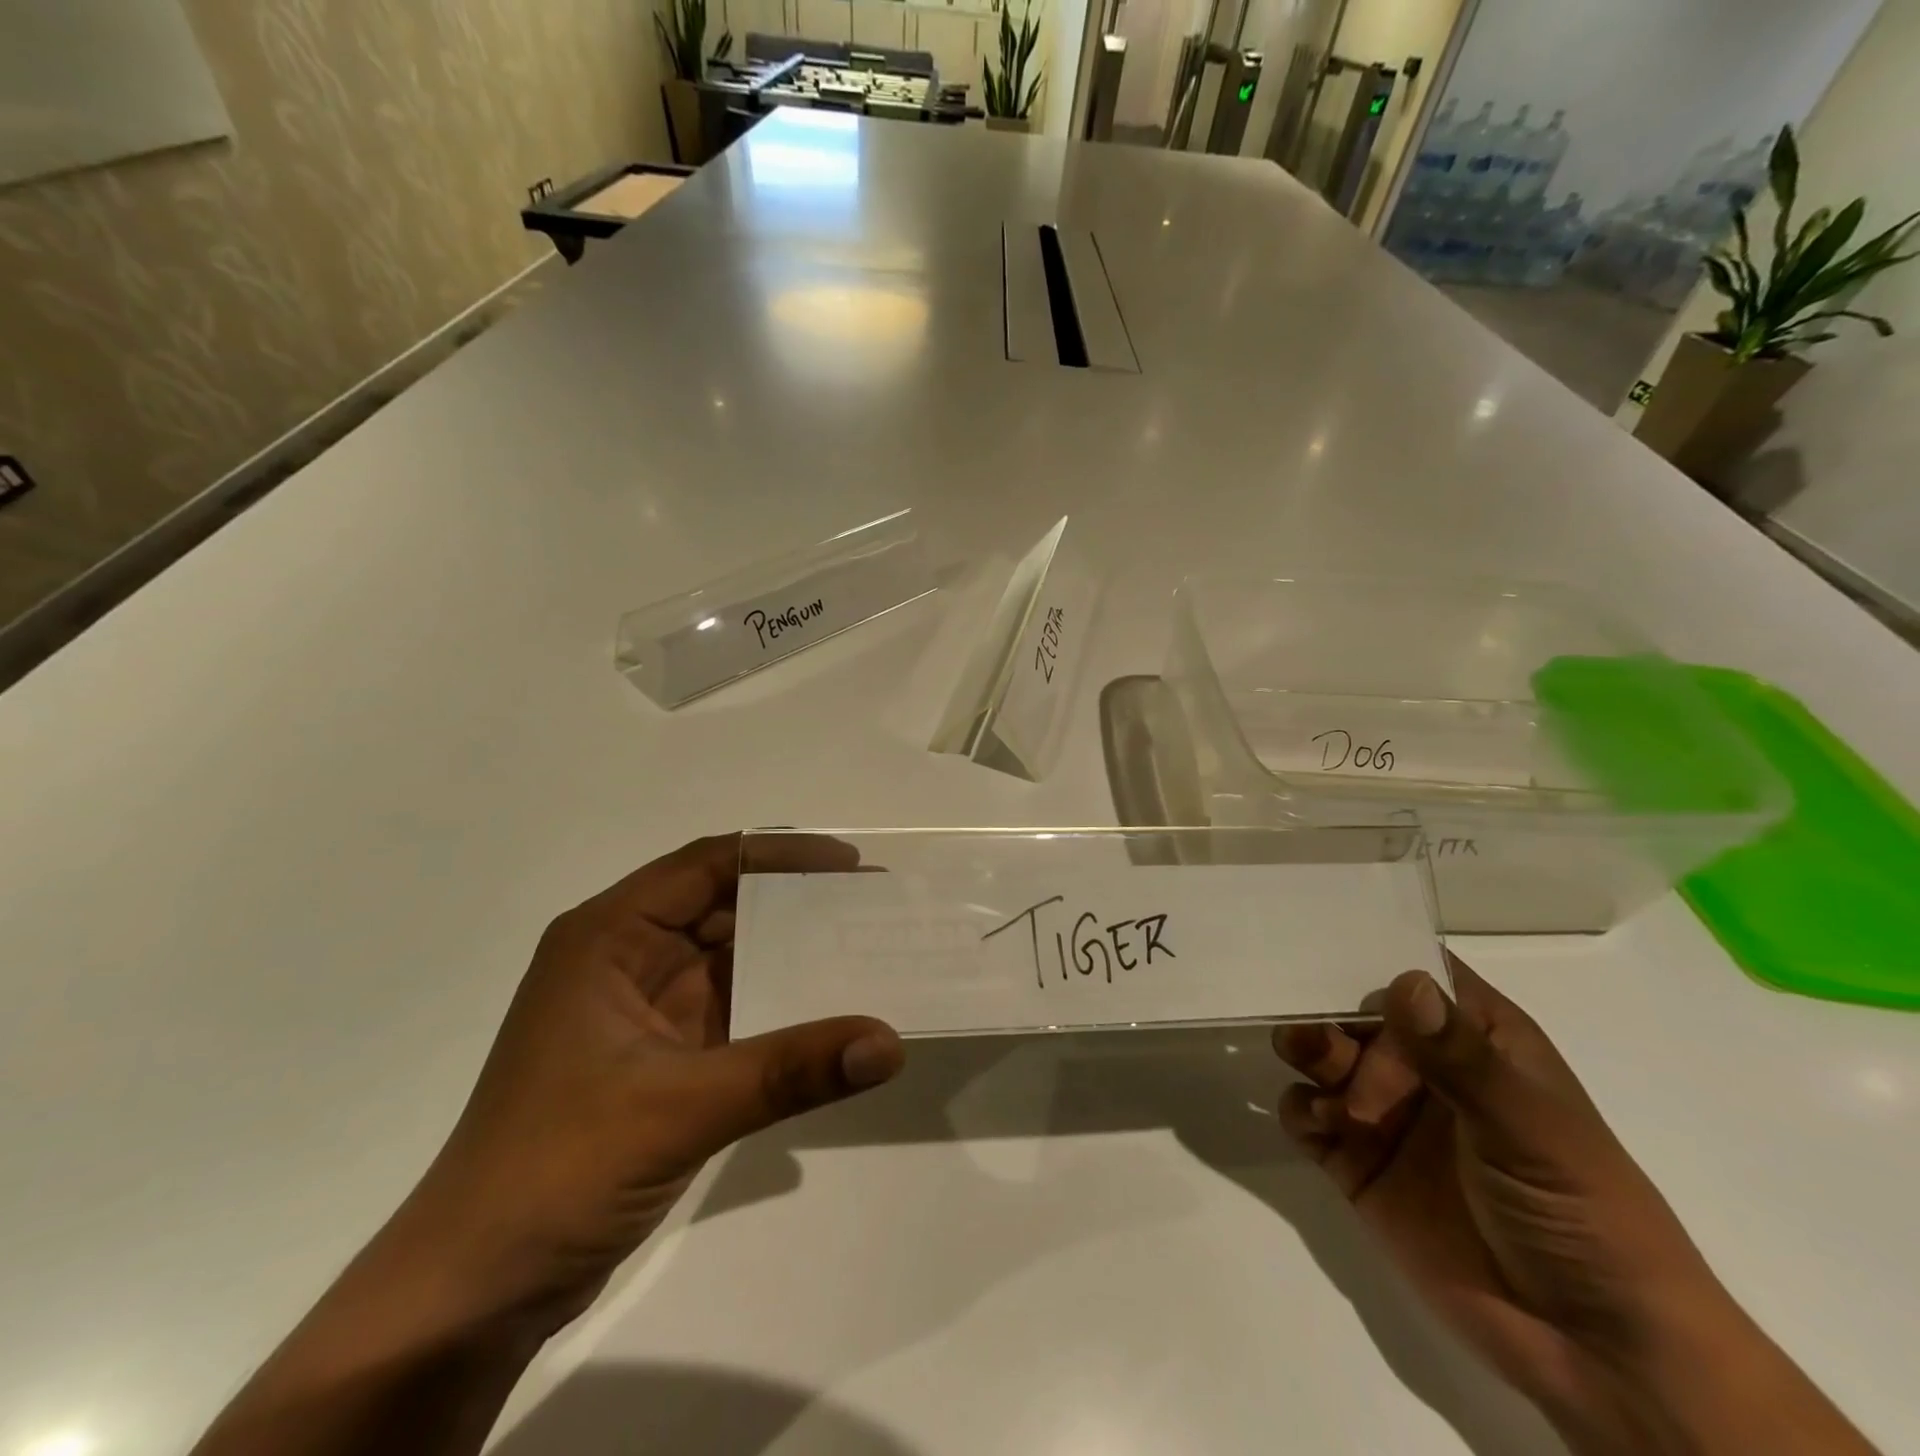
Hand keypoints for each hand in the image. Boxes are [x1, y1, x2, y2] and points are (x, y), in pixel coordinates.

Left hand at [398, 832, 905, 1333]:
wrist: (476, 1291)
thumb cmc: (555, 1169)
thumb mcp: (678, 1108)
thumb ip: (789, 1070)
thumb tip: (889, 1042)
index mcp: (608, 938)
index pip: (706, 865)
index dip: (780, 855)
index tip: (850, 865)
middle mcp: (627, 959)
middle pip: (725, 907)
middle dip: (798, 903)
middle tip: (874, 905)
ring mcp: (646, 1010)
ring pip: (735, 959)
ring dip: (795, 955)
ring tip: (868, 950)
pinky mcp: (664, 1057)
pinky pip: (737, 1011)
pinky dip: (783, 1008)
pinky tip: (834, 1014)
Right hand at [1274, 960, 1874, 1455]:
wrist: (1594, 1351)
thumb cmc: (1582, 1215)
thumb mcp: (1531, 1131)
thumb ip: (1461, 1059)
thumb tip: (1405, 982)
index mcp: (1476, 1041)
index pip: (1418, 975)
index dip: (1375, 956)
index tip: (1319, 943)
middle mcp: (1424, 1066)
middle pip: (1356, 1011)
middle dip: (1328, 1014)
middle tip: (1318, 1042)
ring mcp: (1388, 1113)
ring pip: (1324, 1055)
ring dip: (1309, 1055)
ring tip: (1319, 1081)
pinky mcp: (1357, 1161)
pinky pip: (1308, 1114)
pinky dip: (1301, 1109)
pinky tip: (1319, 1125)